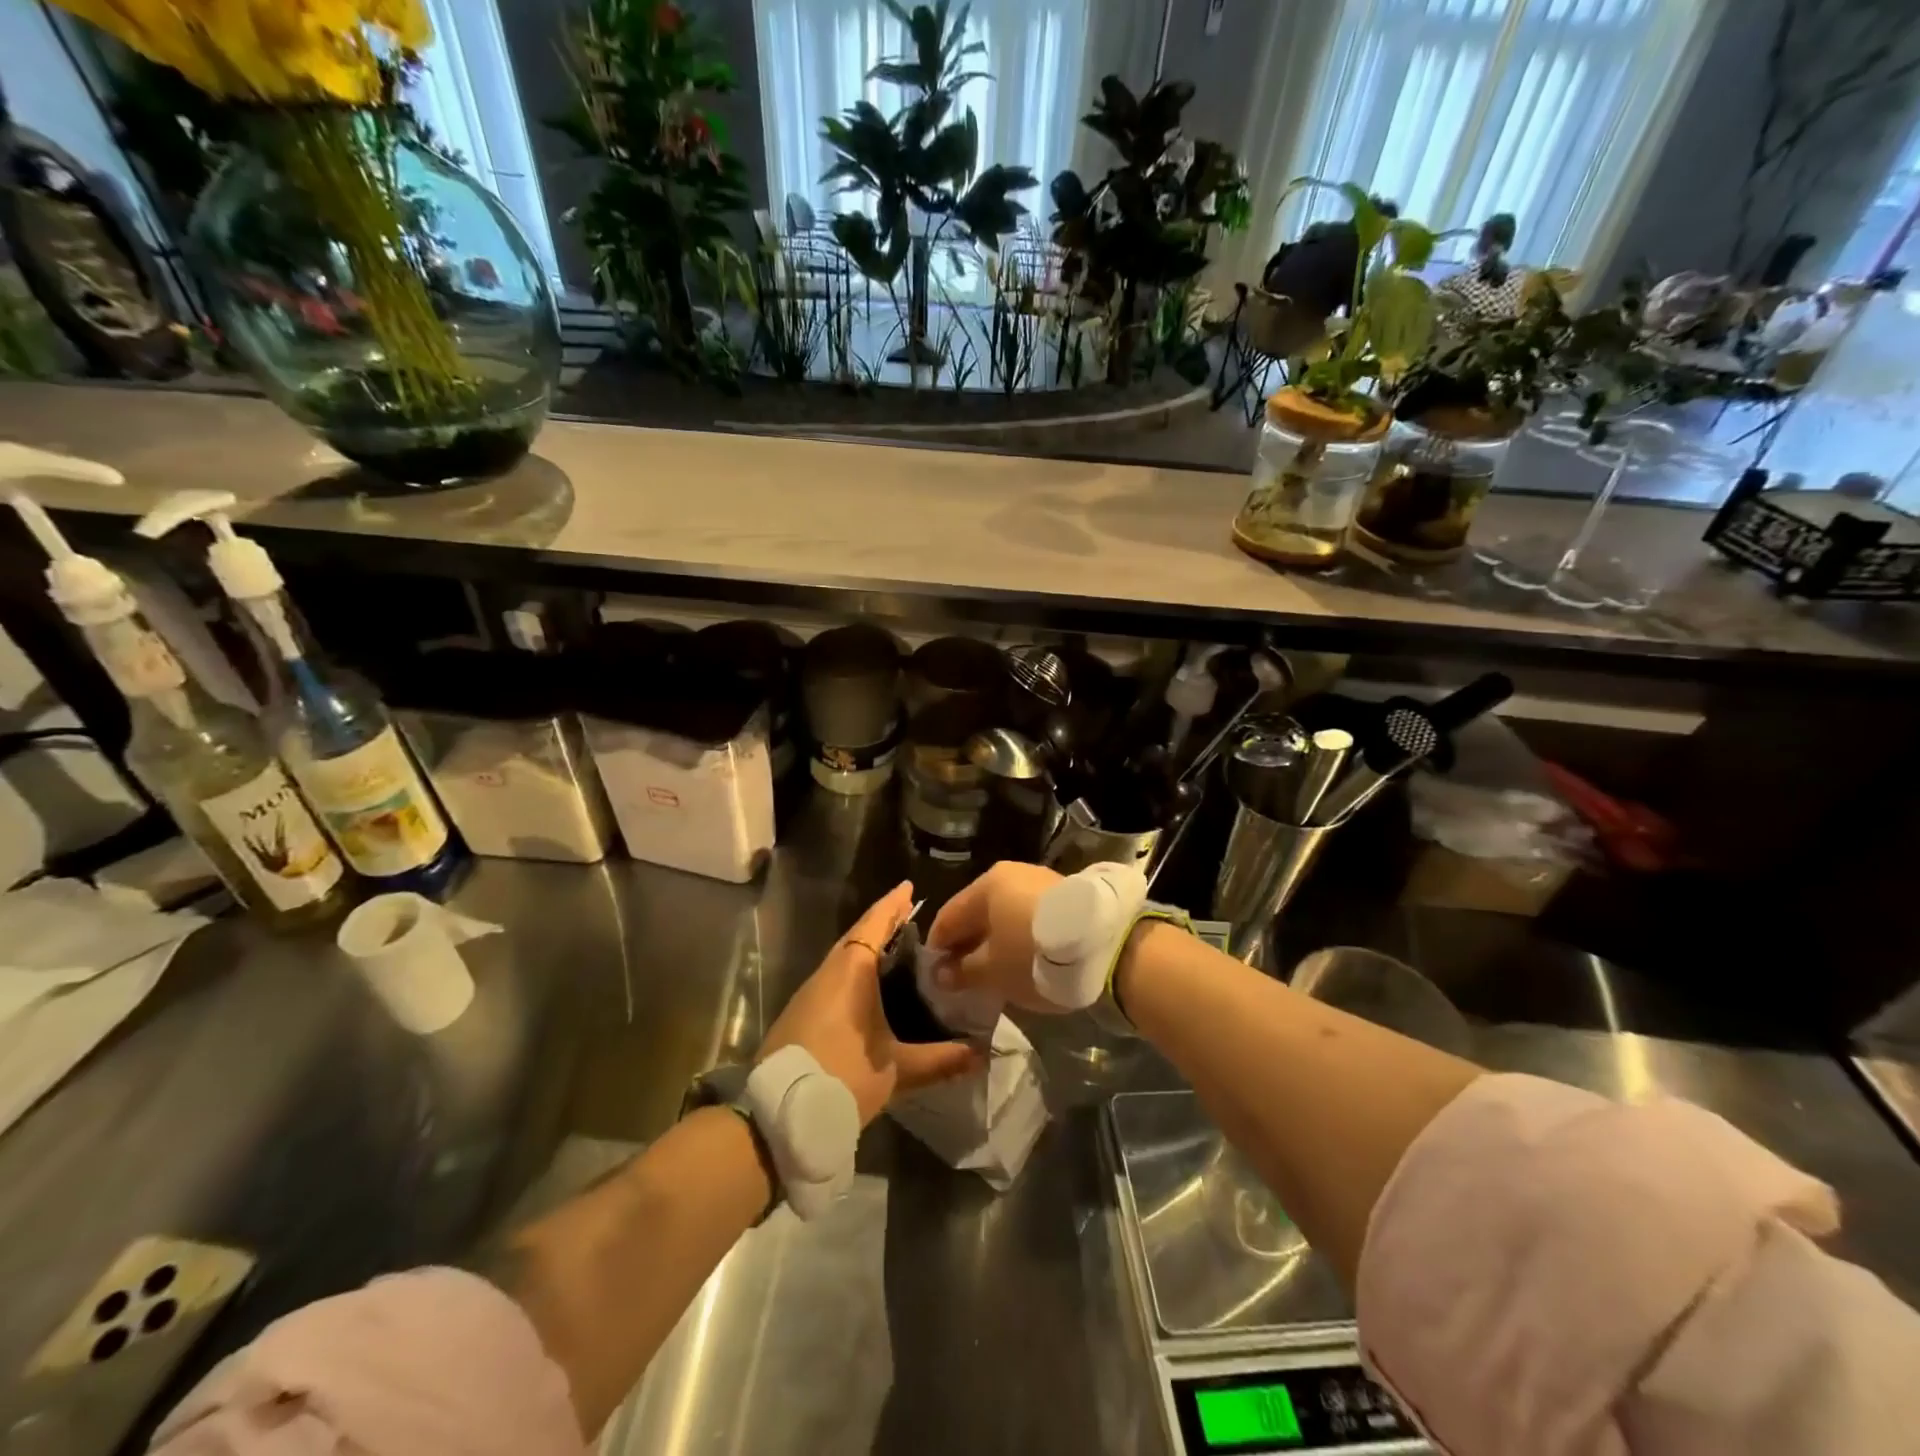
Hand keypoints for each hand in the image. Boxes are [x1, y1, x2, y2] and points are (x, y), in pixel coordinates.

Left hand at [758, 881, 981, 1126]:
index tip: (908, 887)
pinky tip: (867, 984)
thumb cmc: (843, 1077)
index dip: (892, 905)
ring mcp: (809, 992)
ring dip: (865, 946)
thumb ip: (940, 1060)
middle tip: (908, 913)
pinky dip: (853, 968)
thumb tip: (982, 1054)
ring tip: (894, 945)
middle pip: (856, 936)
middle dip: (881, 922)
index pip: (874, 925)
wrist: (778, 1114)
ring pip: (842, 957)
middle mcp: (828, 972)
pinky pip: (833, 975)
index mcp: (851, 972)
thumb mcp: (897, 1071)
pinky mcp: (800, 1012)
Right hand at [925, 862, 1064, 1013]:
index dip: (938, 947)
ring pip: (1004, 913)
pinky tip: (1022, 958)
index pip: (948, 916)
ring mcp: (1040, 881)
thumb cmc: (1034, 955)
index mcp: (986, 885)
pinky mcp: (1064, 895)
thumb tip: (941, 973)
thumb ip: (962, 971)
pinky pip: (1027, 915)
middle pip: (977, 912)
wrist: (1106, 946)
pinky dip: (1018, 935)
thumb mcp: (993, 971)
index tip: (934, 976)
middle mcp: (1010, 873)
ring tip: (994, 971)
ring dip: (994, 940)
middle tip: (963, 977)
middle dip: (967, 944)